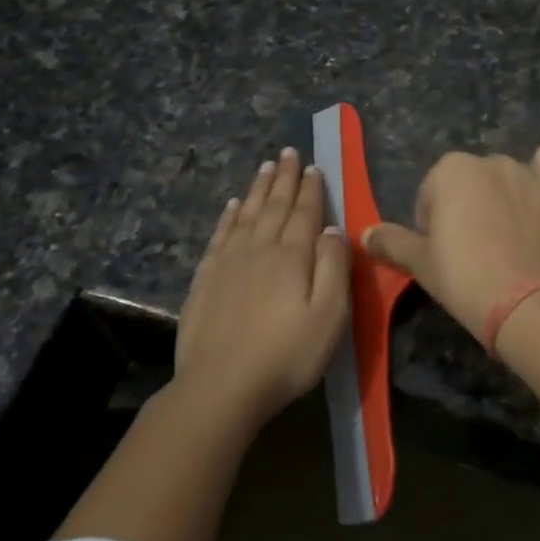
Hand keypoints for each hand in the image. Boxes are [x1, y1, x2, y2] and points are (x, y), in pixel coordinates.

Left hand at [175, 148, 350, 424]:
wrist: (221, 387)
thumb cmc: (286, 355)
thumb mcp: (329, 316)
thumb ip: (334, 268)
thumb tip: (333, 229)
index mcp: (292, 256)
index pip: (305, 213)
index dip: (311, 189)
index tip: (314, 166)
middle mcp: (259, 248)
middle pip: (274, 206)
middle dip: (284, 179)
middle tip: (288, 153)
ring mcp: (228, 262)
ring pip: (246, 214)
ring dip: (258, 190)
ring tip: (265, 168)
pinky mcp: (205, 279)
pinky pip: (220, 235)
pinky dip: (229, 216)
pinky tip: (232, 206)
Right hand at [362, 141, 539, 339]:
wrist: (529, 302)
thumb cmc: (465, 278)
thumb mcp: (419, 264)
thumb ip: (391, 242)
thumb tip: (365, 233)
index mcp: (450, 170)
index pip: (432, 193)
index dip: (433, 224)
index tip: (444, 253)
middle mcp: (490, 160)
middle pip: (471, 183)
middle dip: (470, 207)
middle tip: (476, 250)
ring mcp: (530, 171)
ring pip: (510, 176)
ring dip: (506, 196)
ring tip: (512, 238)